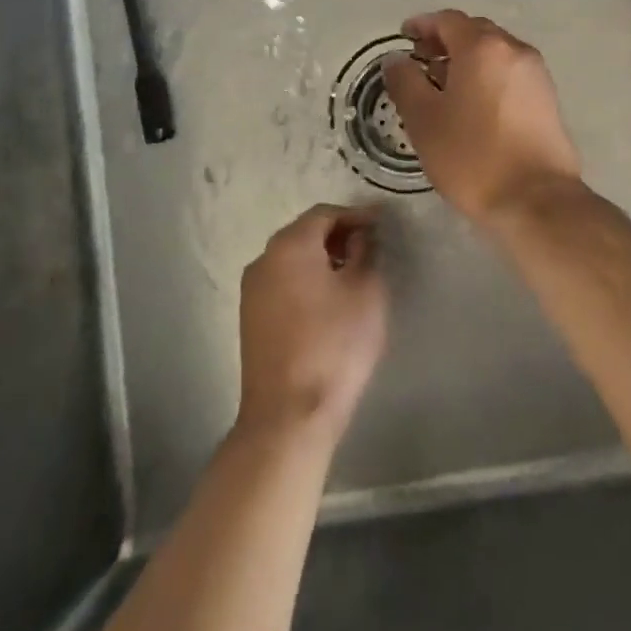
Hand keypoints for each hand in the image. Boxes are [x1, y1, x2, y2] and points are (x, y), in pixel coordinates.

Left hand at [236, 205, 387, 448]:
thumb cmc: (334, 346)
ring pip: (291, 259)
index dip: (355, 215)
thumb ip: (365, 252)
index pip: (325, 213)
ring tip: (352, 273)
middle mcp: (264, 258)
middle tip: (368, 246)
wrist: (288, 417)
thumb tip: (360, 235)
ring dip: (320, 258)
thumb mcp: (365, 292)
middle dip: (337, 234)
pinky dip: (305, 280)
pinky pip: (282, 282)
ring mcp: (252, 290)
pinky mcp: (250, 318)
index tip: (381, 223)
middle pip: (304, 233)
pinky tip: (327, 300)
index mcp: (290, 245)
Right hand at [382, 10, 585, 223]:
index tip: (403, 36)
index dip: (422, 25)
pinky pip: (510, 73)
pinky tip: (473, 104)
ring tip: (444, 85)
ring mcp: (536, 74)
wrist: (536, 200)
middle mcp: (514, 50)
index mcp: (483, 47)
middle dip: (445, 40)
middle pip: (475, 32)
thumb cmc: (472, 155)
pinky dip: (487, 75)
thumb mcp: (423, 119)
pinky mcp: (548, 99)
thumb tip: (396, 59)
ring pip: (495, 53)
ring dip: (468, 59)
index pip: (448, 20)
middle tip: (421, 60)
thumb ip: (405, 81)